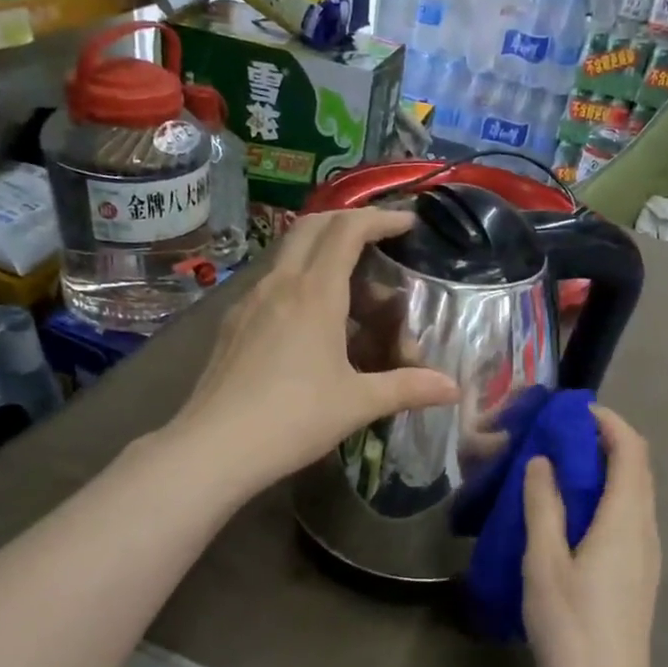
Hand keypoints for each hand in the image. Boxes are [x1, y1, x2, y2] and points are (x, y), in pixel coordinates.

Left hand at [173, 208, 459, 490]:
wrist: (214, 447)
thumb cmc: (293, 418)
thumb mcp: (358, 403)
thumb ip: (408, 388)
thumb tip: (453, 389)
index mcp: (314, 293)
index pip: (347, 230)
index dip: (380, 219)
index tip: (407, 224)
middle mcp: (279, 284)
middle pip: (312, 227)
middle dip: (348, 223)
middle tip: (378, 241)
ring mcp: (249, 301)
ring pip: (288, 255)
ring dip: (321, 255)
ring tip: (350, 289)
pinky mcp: (232, 324)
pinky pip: (271, 284)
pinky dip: (299, 283)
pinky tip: (309, 322)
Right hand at [521, 406, 661, 666]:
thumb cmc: (571, 626)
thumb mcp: (544, 562)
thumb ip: (543, 506)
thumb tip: (542, 461)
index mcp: (626, 519)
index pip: (631, 450)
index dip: (608, 422)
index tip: (573, 411)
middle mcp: (645, 529)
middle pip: (637, 468)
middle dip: (604, 441)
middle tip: (558, 436)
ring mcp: (646, 553)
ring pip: (634, 493)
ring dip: (604, 469)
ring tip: (558, 467)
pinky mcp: (639, 573)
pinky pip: (628, 517)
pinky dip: (605, 497)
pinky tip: (570, 512)